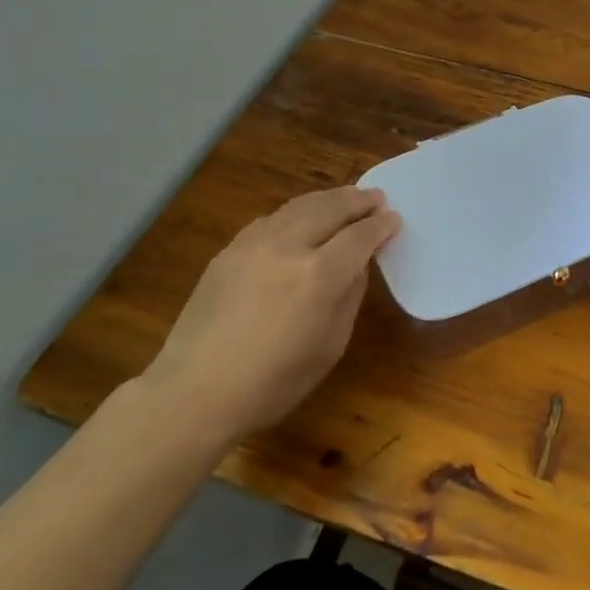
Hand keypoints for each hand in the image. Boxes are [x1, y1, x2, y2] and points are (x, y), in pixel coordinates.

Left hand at [142, 186, 399, 447]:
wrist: (196, 392)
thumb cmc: (274, 382)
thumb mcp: (331, 345)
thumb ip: (350, 296)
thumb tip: (357, 264)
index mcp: (320, 275)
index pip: (360, 236)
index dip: (380, 225)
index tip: (393, 219)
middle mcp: (289, 247)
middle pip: (331, 207)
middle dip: (358, 200)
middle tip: (376, 197)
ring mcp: (254, 244)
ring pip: (299, 205)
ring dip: (328, 199)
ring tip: (345, 198)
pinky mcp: (230, 250)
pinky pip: (271, 219)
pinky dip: (295, 213)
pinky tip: (301, 220)